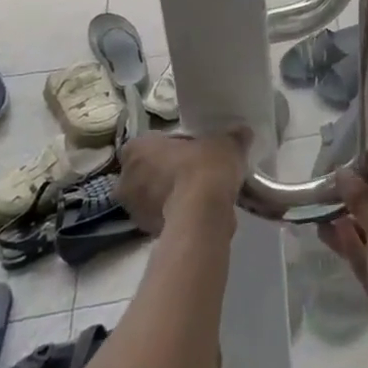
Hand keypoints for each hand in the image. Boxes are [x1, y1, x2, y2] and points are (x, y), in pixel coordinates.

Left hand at [116, 129, 250, 235]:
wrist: (202, 216)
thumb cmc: (204, 168)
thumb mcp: (226, 143)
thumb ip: (232, 137)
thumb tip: (241, 133)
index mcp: (136, 150)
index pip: (146, 143)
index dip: (167, 146)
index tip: (189, 149)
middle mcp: (126, 180)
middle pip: (146, 171)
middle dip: (165, 172)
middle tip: (194, 170)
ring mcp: (134, 211)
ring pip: (152, 196)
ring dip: (170, 195)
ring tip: (201, 193)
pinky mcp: (147, 234)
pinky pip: (163, 217)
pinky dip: (177, 214)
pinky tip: (200, 211)